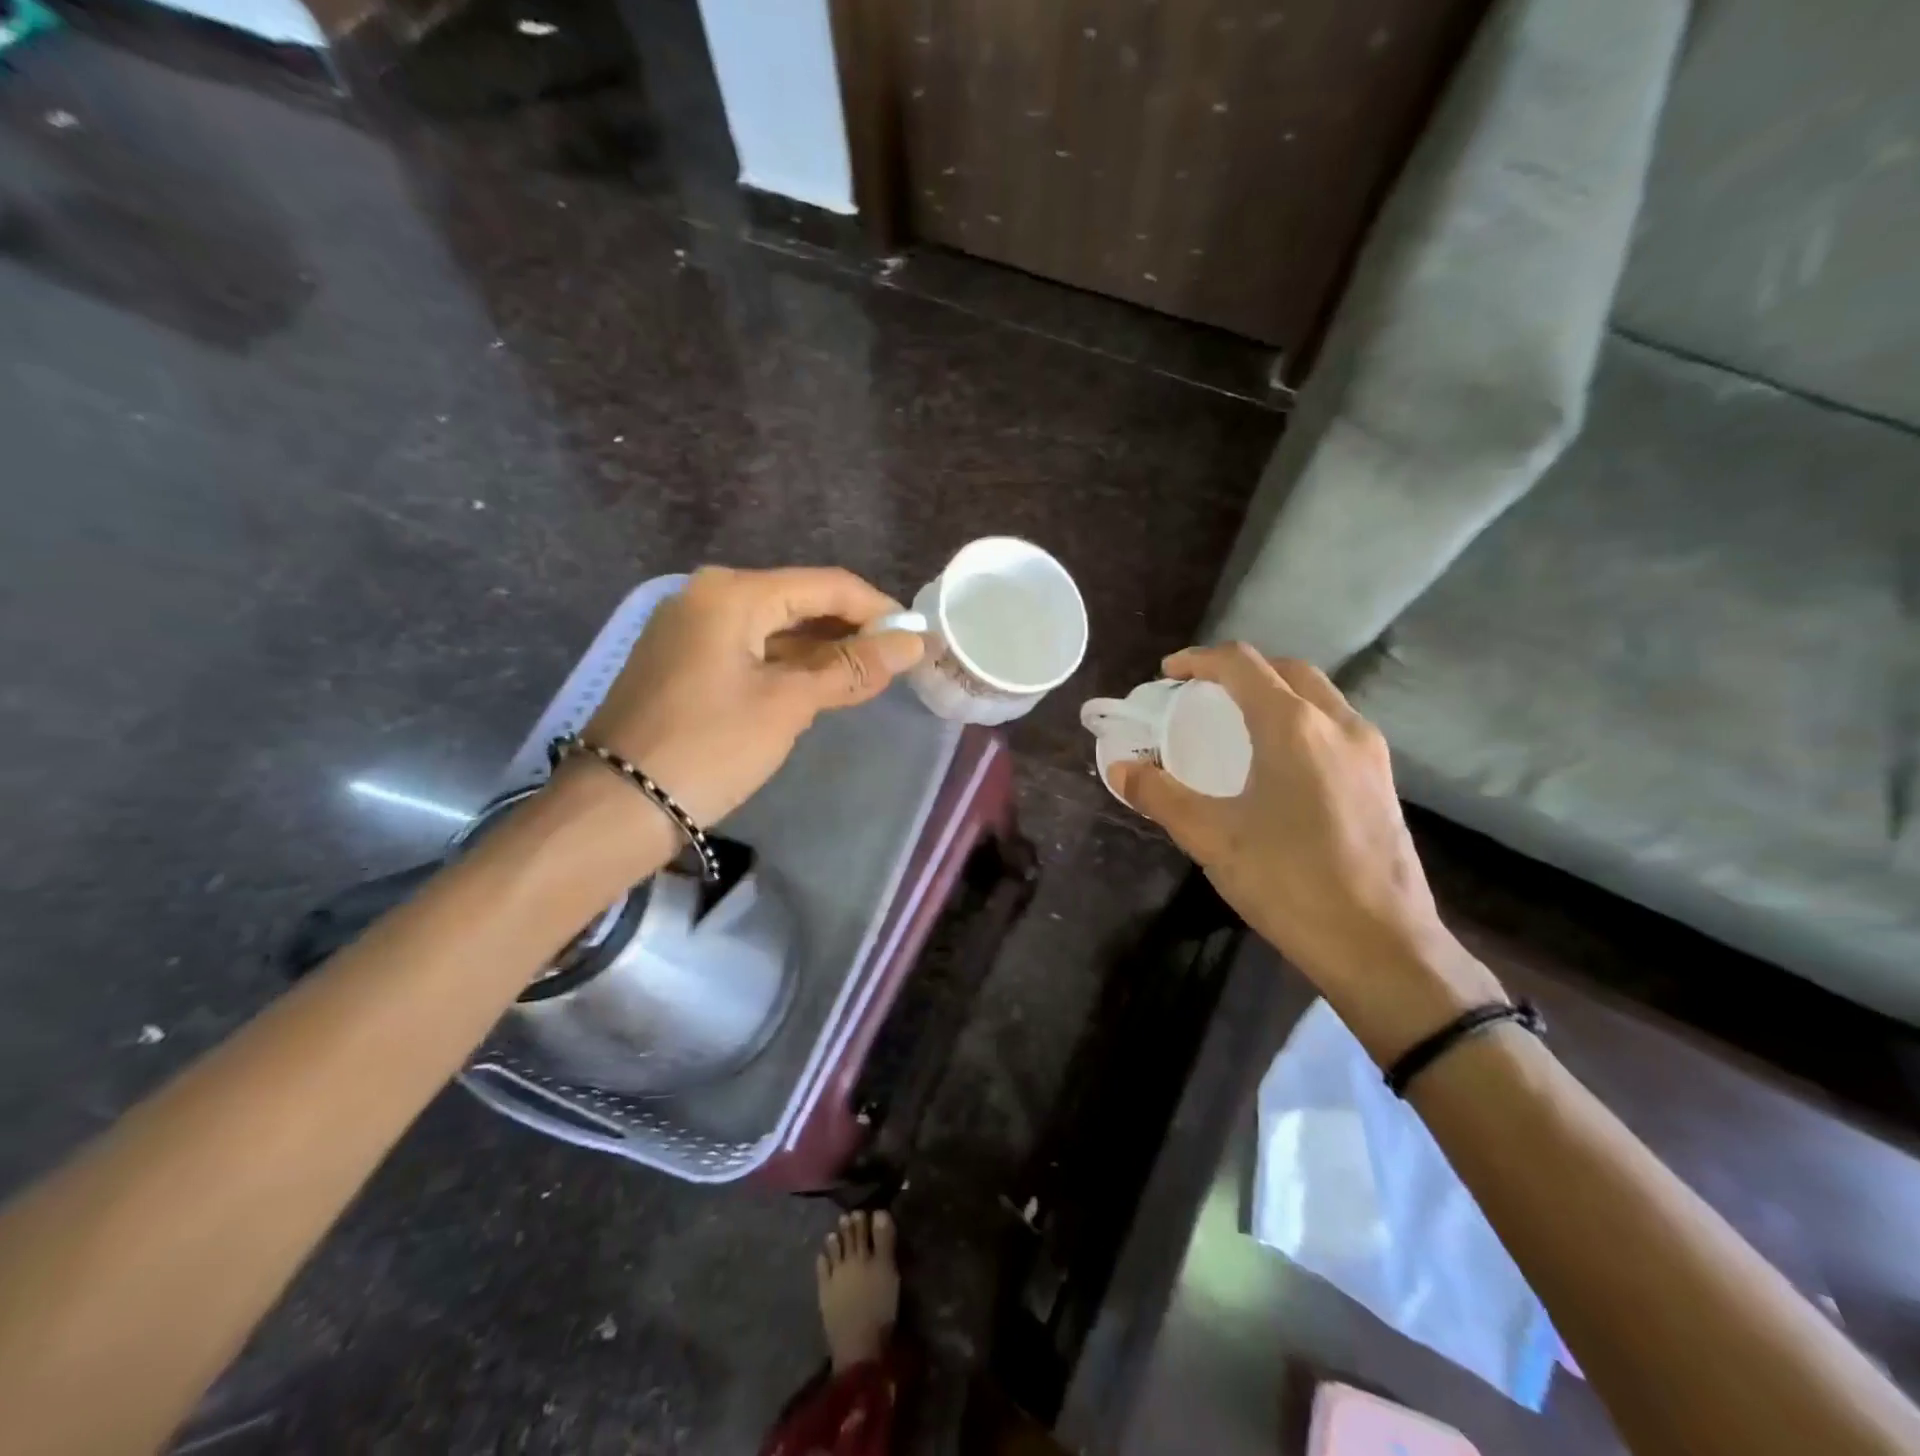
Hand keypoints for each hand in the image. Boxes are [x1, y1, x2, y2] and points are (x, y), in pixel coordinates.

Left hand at [580, 566, 923, 825]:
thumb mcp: (787, 704)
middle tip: (898, 662)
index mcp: (733, 593)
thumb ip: (851, 668)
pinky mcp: (685, 662)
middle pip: (800, 601)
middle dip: (851, 631)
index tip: (918, 638)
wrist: (616, 807)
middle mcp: (709, 596)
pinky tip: (821, 686)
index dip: (878, 610)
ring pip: (777, 628)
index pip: (826, 585)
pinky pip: (752, 650)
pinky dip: (790, 665)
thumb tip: (912, 644)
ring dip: (823, 651)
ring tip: (870, 676)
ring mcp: (692, 629)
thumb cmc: (709, 747)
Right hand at [1109, 644, 1502, 1059]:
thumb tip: (1119, 768)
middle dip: (1238, 671)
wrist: (1382, 946)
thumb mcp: (1212, 838)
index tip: (1167, 676)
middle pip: (1284, 670)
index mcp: (1294, 726)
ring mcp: (1369, 751)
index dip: (1198, 661)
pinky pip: (1334, 725)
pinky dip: (1298, 720)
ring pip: (1316, 695)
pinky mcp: (1382, 780)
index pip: (1242, 664)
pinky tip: (1278, 762)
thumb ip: (1160, 796)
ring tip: (1235, 723)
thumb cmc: (1290, 883)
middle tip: (1200, 695)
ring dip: (1272, 693)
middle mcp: (1338, 724)